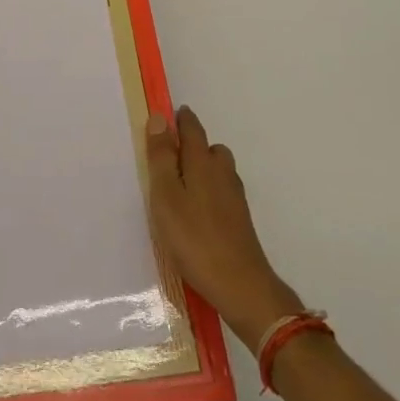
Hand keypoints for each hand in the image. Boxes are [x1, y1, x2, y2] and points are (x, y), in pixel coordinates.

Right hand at [146, 105, 303, 351]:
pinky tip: (196, 213)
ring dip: (201, 169)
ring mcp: (234, 197)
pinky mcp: (239, 219)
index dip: (180, 119)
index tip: (168, 116)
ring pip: (217, 170)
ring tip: (179, 187)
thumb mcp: (166, 196)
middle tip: (168, 157)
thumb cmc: (194, 238)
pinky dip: (208, 191)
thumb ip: (161, 157)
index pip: (192, 128)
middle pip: (208, 148)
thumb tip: (159, 117)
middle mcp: (222, 172)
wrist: (240, 284)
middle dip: (191, 145)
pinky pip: (221, 192)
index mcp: (202, 162)